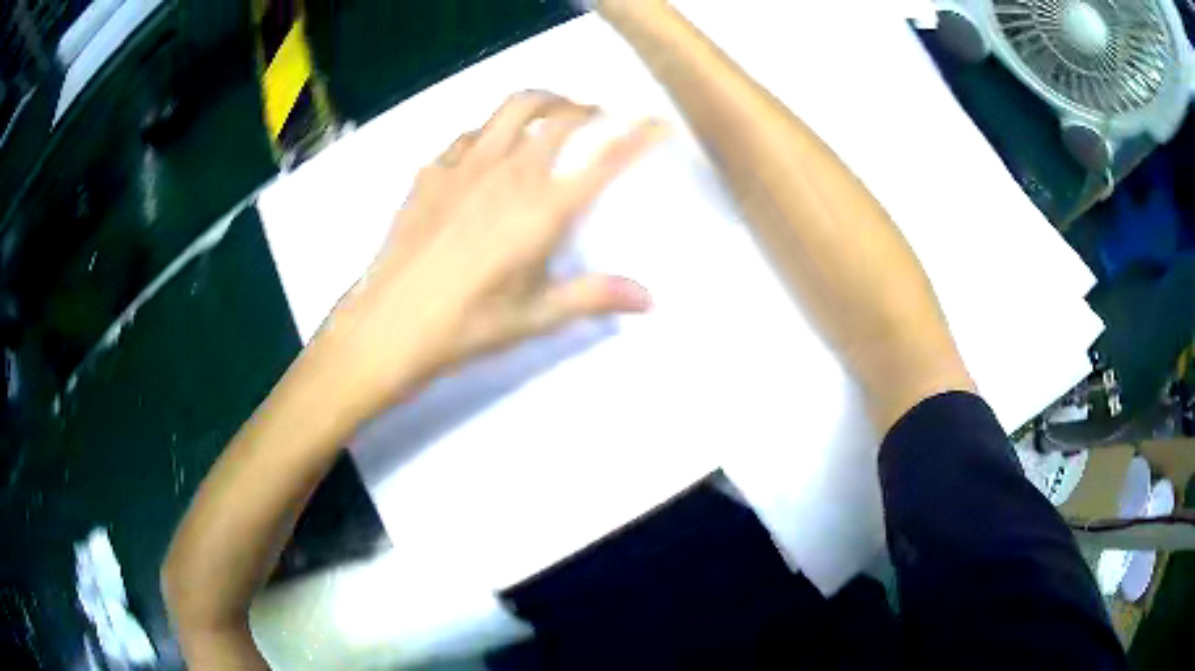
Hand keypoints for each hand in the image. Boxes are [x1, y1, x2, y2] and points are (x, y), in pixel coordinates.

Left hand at [314, 92, 663, 418]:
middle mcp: (509, 173)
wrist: (390, 324)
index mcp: (543, 209)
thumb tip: (648, 299)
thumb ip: (595, 296)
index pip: (604, 160)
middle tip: (598, 116)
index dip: (637, 136)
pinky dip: (490, 131)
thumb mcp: (537, 316)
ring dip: (541, 102)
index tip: (657, 122)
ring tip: (551, 112)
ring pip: (512, 109)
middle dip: (587, 109)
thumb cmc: (468, 325)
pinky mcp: (431, 172)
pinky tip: (486, 151)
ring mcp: (464, 166)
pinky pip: (468, 135)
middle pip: (559, 118)